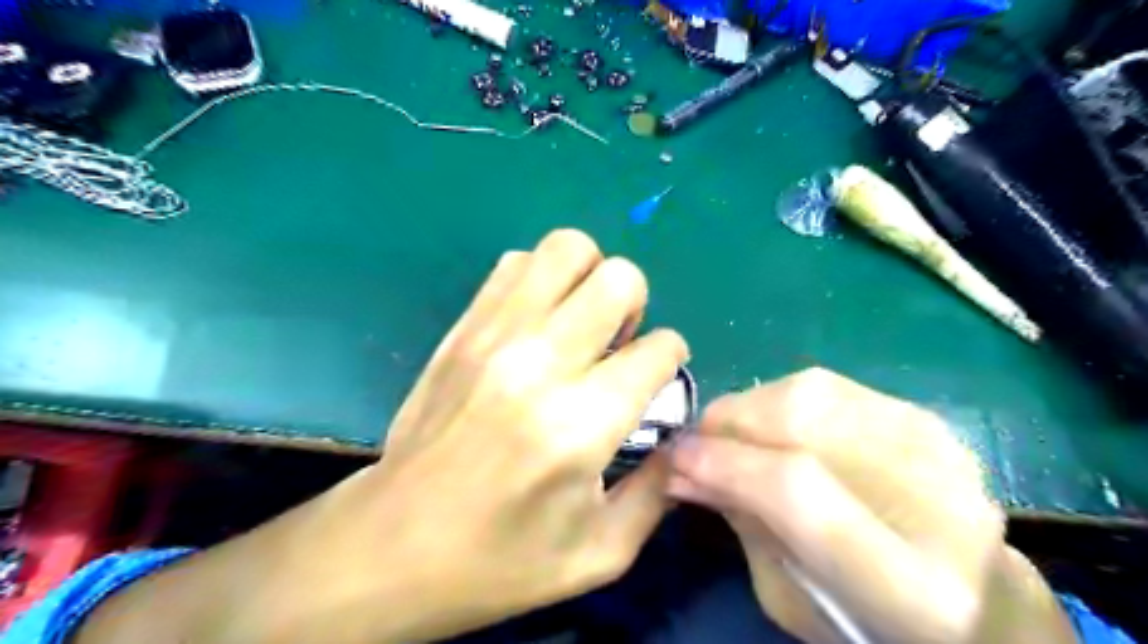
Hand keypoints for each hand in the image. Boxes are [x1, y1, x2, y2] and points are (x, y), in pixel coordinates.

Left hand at [84, 230, 690, 642]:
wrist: (391, 545)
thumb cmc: (500, 562)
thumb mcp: (601, 553)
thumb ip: (660, 490)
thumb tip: (682, 437)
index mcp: (581, 424)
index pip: (658, 349)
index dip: (672, 358)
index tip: (657, 378)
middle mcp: (540, 363)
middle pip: (618, 278)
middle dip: (636, 305)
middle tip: (619, 343)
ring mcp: (494, 336)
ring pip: (566, 249)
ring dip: (589, 278)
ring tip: (580, 323)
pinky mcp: (462, 328)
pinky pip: (515, 264)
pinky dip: (541, 280)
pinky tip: (538, 323)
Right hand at [664, 370, 1077, 642]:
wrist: (975, 600)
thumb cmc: (868, 620)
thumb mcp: (789, 597)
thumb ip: (741, 524)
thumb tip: (680, 466)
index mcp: (909, 586)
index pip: (798, 491)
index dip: (726, 464)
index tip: (675, 459)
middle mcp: (939, 503)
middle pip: (803, 422)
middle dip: (728, 424)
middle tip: (696, 443)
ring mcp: (942, 448)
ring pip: (810, 392)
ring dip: (748, 407)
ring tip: (729, 435)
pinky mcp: (928, 418)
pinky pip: (827, 384)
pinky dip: (778, 398)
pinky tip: (769, 425)